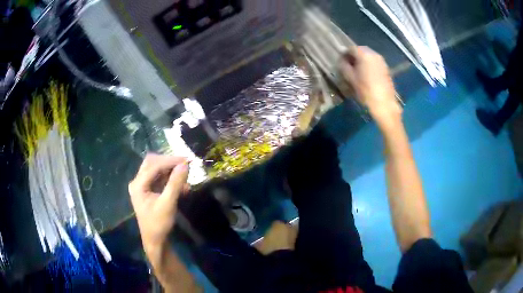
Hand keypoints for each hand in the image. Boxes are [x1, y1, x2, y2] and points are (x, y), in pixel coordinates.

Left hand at [129, 154, 188, 252]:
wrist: (155, 241)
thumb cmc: (159, 224)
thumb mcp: (168, 204)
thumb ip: (175, 183)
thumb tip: (185, 165)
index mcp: (138, 184)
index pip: (154, 165)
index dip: (170, 161)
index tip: (187, 160)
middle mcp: (138, 182)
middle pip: (152, 163)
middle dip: (169, 162)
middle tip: (184, 164)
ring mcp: (143, 186)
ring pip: (157, 170)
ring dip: (171, 171)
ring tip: (185, 176)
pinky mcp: (149, 191)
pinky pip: (160, 179)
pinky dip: (171, 180)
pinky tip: (182, 187)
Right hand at [340, 46, 401, 125]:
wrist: (384, 104)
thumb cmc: (365, 91)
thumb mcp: (350, 78)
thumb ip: (343, 65)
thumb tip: (341, 60)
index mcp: (364, 54)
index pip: (350, 48)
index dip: (344, 54)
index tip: (340, 63)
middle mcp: (374, 54)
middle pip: (360, 50)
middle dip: (353, 57)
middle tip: (348, 67)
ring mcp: (381, 61)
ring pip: (368, 56)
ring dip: (361, 61)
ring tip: (357, 72)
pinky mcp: (386, 68)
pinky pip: (374, 62)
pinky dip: (368, 65)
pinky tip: (366, 75)